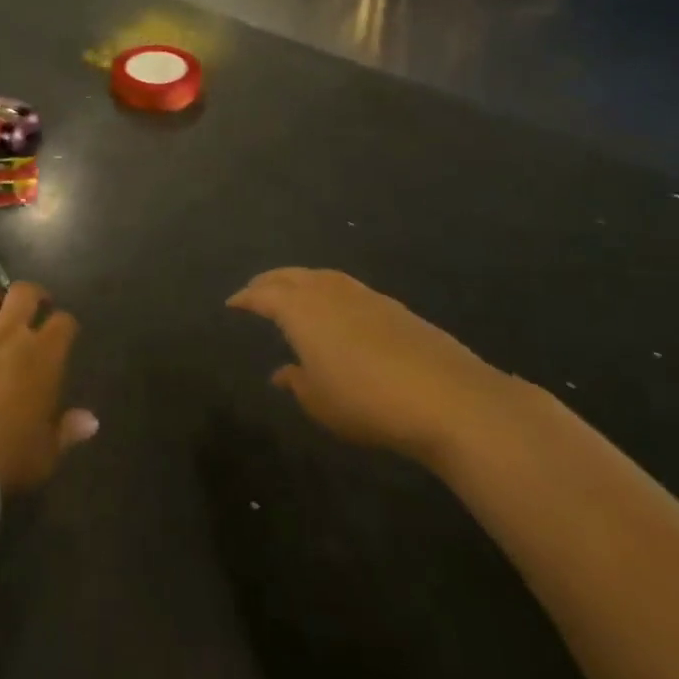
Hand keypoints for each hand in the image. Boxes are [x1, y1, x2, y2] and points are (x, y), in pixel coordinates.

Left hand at [0, 283, 97, 491]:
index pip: (64, 323)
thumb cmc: (4, 455)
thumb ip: (68, 431)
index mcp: (43, 355)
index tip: (65, 335)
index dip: (66, 326)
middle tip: (35, 308)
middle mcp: (9, 335)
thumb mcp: (45, 454)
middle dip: (33, 295)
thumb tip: (90, 421)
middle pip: (24, 293)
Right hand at [228, 268, 517, 463]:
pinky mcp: (393, 306)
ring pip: (322, 276)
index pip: (264, 295)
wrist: (446, 396)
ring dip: (301, 281)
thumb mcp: (320, 402)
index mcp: (301, 310)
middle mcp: (328, 292)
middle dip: (269, 281)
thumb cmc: (367, 401)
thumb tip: (283, 372)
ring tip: (293, 293)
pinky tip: (335, 310)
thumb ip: (297, 382)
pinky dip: (329, 291)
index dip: (246, 298)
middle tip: (255, 290)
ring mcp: (363, 295)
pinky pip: (347, 287)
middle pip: (291, 276)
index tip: (232, 303)